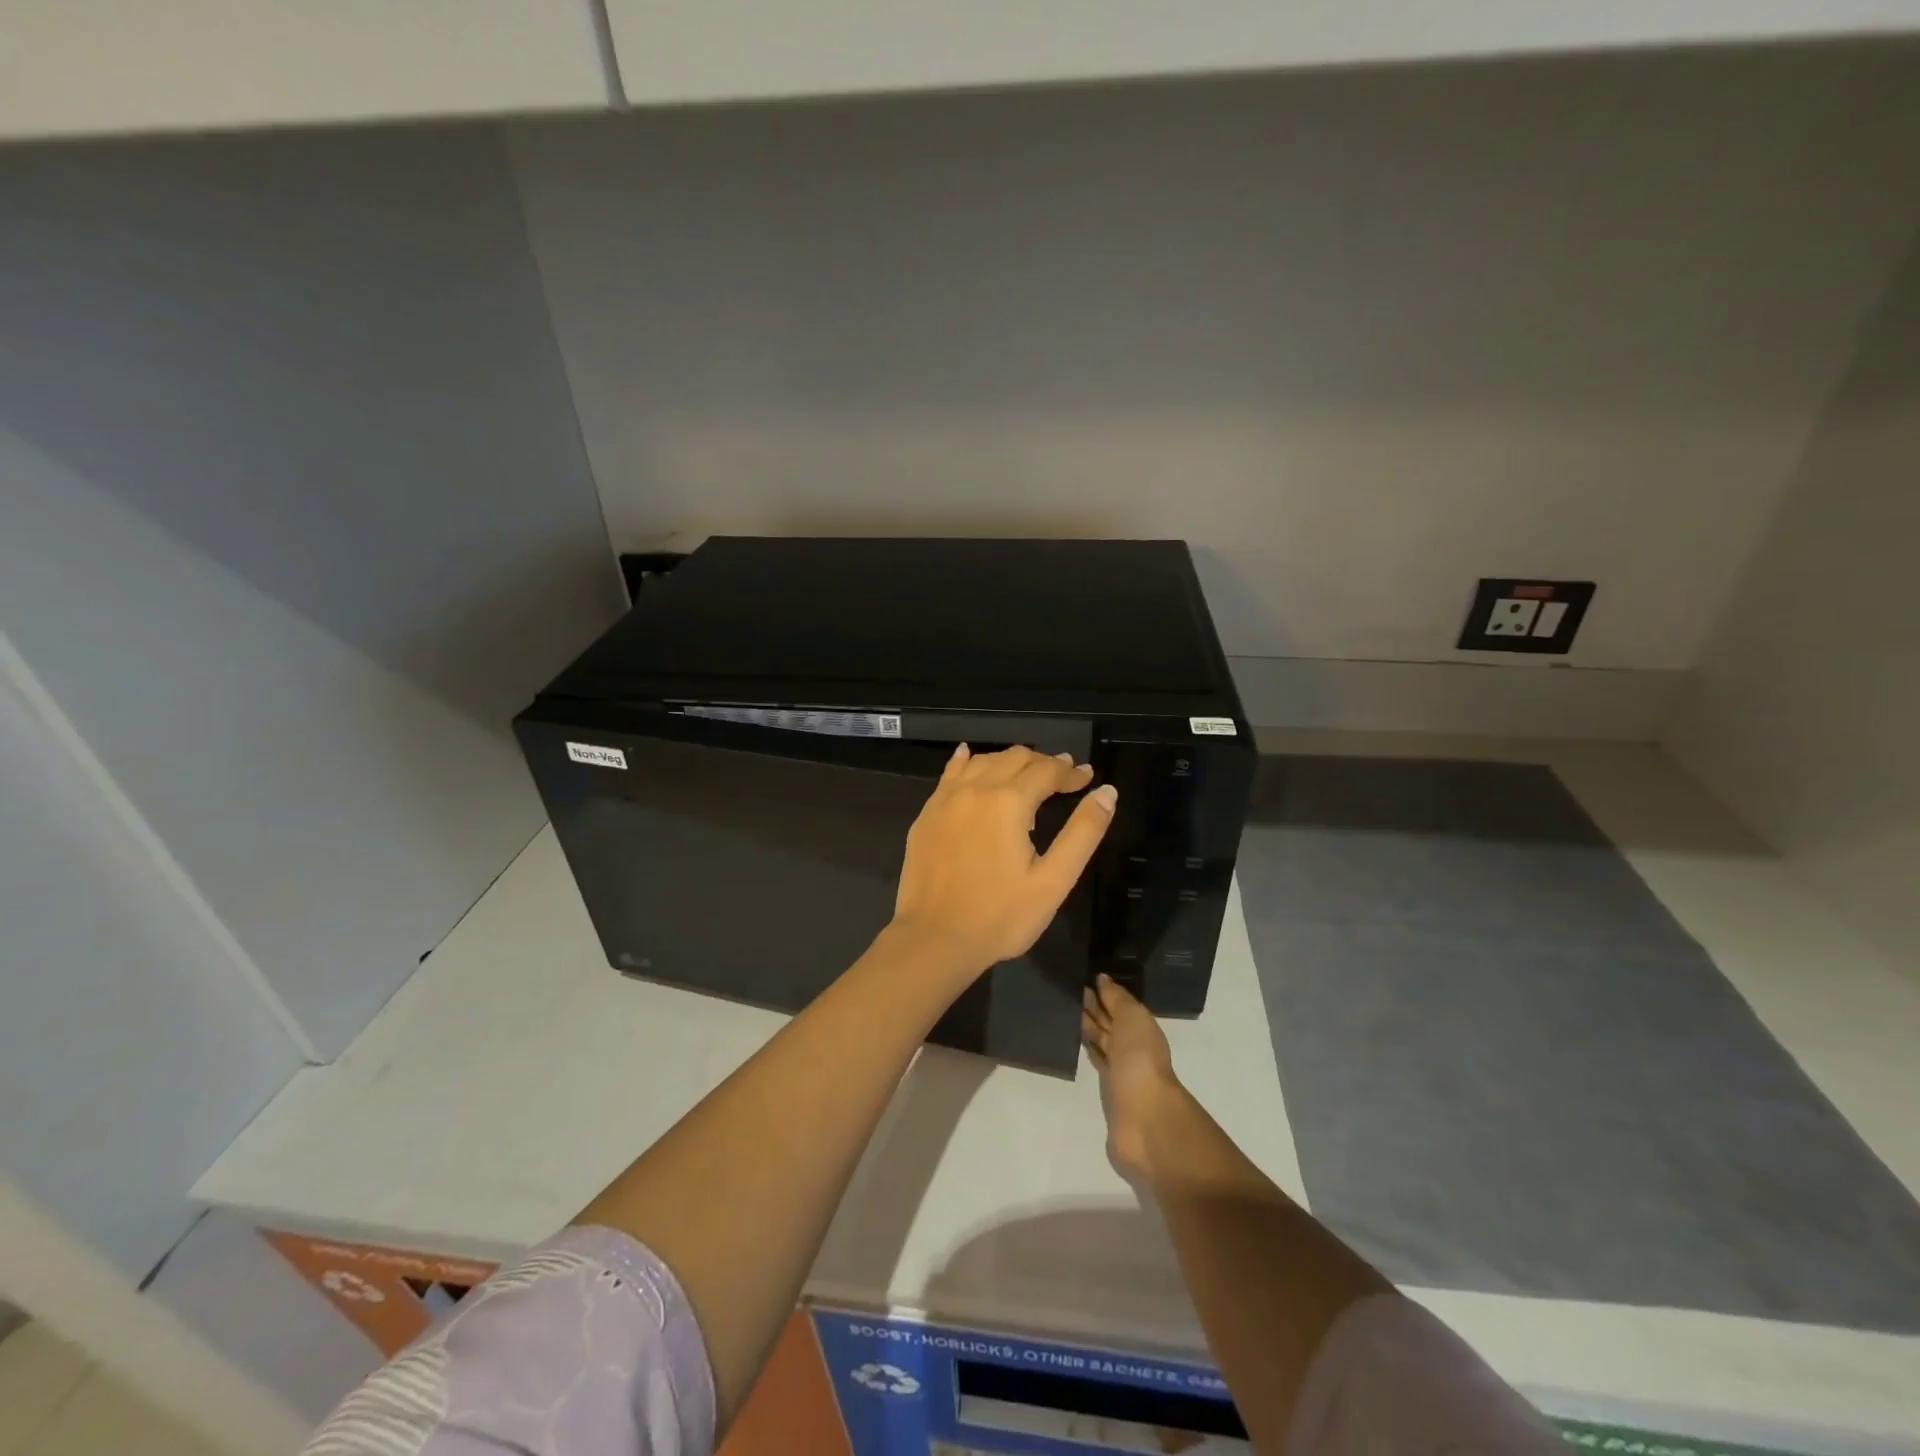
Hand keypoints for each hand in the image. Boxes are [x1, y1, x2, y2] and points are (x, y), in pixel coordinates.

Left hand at [890, 745, 1116, 985]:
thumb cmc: (1001, 916)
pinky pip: (950, 774)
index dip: (1070, 772)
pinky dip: (966, 762)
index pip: (1047, 771)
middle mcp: (976, 789)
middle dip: (1043, 762)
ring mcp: (946, 800)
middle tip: (1063, 775)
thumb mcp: (1053, 880)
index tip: (1087, 777)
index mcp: (1009, 802)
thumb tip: (1107, 792)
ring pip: (983, 761)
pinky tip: (968, 756)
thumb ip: (1083, 832)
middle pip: (1015, 758)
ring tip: (1027, 771)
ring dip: (1009, 761)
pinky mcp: (927, 814)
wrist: (934, 939)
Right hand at [1082, 973, 1179, 1182]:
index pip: (1119, 1004)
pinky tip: (1071, 1038)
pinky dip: (1086, 1048)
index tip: (1079, 976)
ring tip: (1063, 1008)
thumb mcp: (1132, 1018)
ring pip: (1100, 1039)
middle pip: (1109, 1021)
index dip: (1102, 992)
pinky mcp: (1107, 1089)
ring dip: (1086, 1026)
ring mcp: (1120, 1068)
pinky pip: (1095, 1060)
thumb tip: (1102, 978)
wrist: (1144, 1115)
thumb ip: (1117, 998)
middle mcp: (1132, 1045)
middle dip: (1091, 1007)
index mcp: (1142, 1026)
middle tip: (1066, 989)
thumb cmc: (1140, 1058)